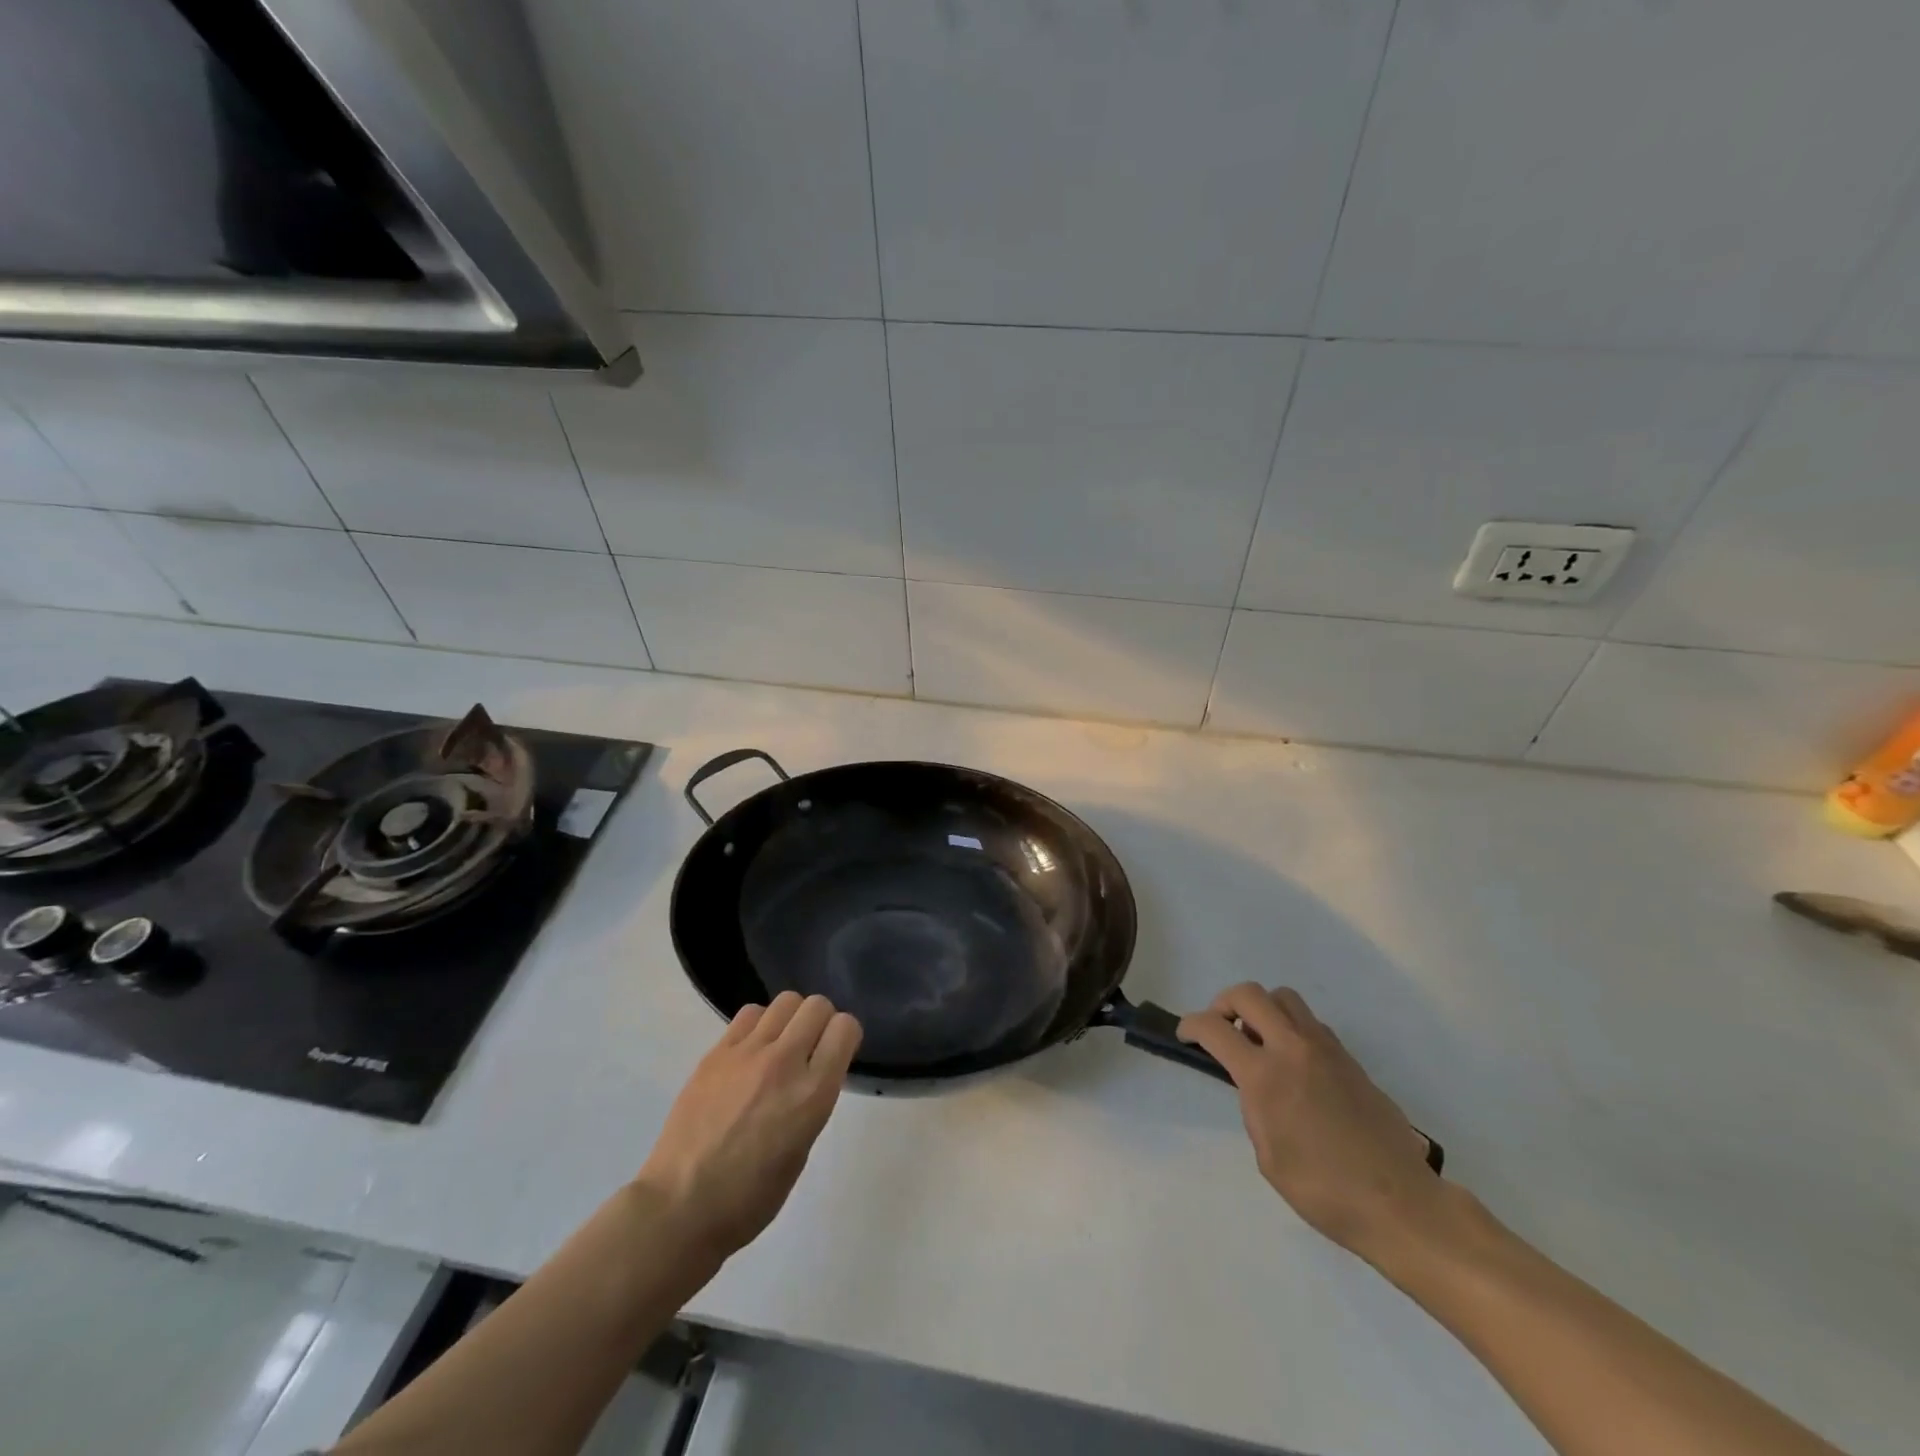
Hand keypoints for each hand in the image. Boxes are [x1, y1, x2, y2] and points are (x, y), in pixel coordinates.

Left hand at [635, 992, 861, 1259]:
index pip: (845, 1028)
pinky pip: (750, 1014)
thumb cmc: (750, 1197)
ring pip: (786, 1001)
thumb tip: (812, 1074)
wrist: (680, 1207)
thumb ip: (813, 1101)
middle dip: (821, 1022)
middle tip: (810, 1048)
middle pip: (817, 1005)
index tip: (837, 1054)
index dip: (845, 1037)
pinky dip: (759, 1024)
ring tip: (780, 1046)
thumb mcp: (801, 1151)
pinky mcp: (716, 1052)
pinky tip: (751, 1053)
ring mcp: (747, 1052)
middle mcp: (785, 1062)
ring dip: (791, 1019)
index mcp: (813, 1093)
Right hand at [1179, 983, 1445, 1267]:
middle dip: (1224, 1003)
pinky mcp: (1350, 1060)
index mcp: (1265, 1075)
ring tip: (1260, 1042)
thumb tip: (1258, 1086)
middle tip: (1221, 1028)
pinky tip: (1295, 1065)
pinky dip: (1292, 1029)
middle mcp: (1293, 1049)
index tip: (1186, 1035)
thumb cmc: (1324, 1191)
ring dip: (1263, 1010)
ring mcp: (1326, 1050)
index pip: (1215, 1029)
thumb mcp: (1268, 1156)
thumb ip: (1255, 1107)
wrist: (1400, 1204)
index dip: (1191, 1025)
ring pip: (1285, 998)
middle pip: (1249, 994)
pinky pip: (1311, 1024)